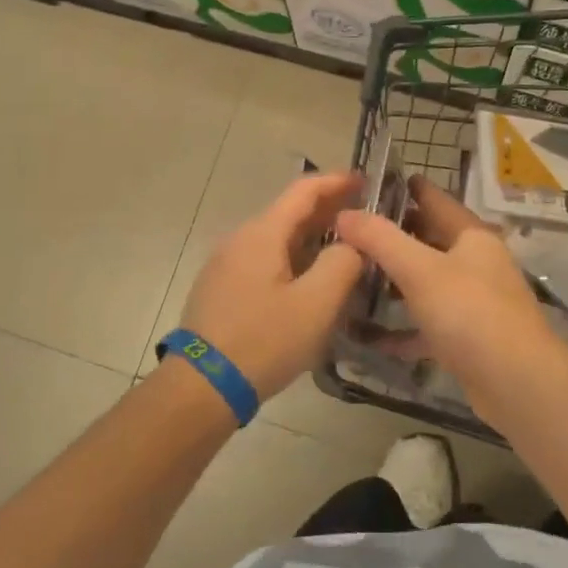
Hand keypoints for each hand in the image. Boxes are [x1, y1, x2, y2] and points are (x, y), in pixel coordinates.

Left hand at [177, 171, 365, 399]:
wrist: (201, 387)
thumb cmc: (263, 341)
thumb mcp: (316, 304)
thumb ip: (343, 264)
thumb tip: (351, 244)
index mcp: (262, 233)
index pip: (303, 191)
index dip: (336, 181)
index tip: (366, 180)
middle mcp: (240, 239)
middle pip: (289, 213)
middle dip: (327, 210)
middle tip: (364, 218)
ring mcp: (226, 265)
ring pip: (277, 239)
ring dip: (311, 237)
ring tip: (344, 249)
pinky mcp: (222, 289)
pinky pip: (264, 261)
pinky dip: (293, 259)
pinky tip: (309, 280)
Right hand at [333, 177, 558, 417]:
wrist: (517, 383)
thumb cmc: (470, 312)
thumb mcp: (420, 269)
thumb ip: (380, 239)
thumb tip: (344, 213)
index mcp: (471, 236)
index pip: (434, 199)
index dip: (404, 188)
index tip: (367, 184)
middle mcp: (475, 263)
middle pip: (427, 240)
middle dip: (390, 237)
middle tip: (347, 233)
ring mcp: (473, 302)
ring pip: (425, 283)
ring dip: (392, 282)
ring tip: (350, 277)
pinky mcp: (466, 338)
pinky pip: (425, 325)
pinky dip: (399, 329)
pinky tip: (367, 335)